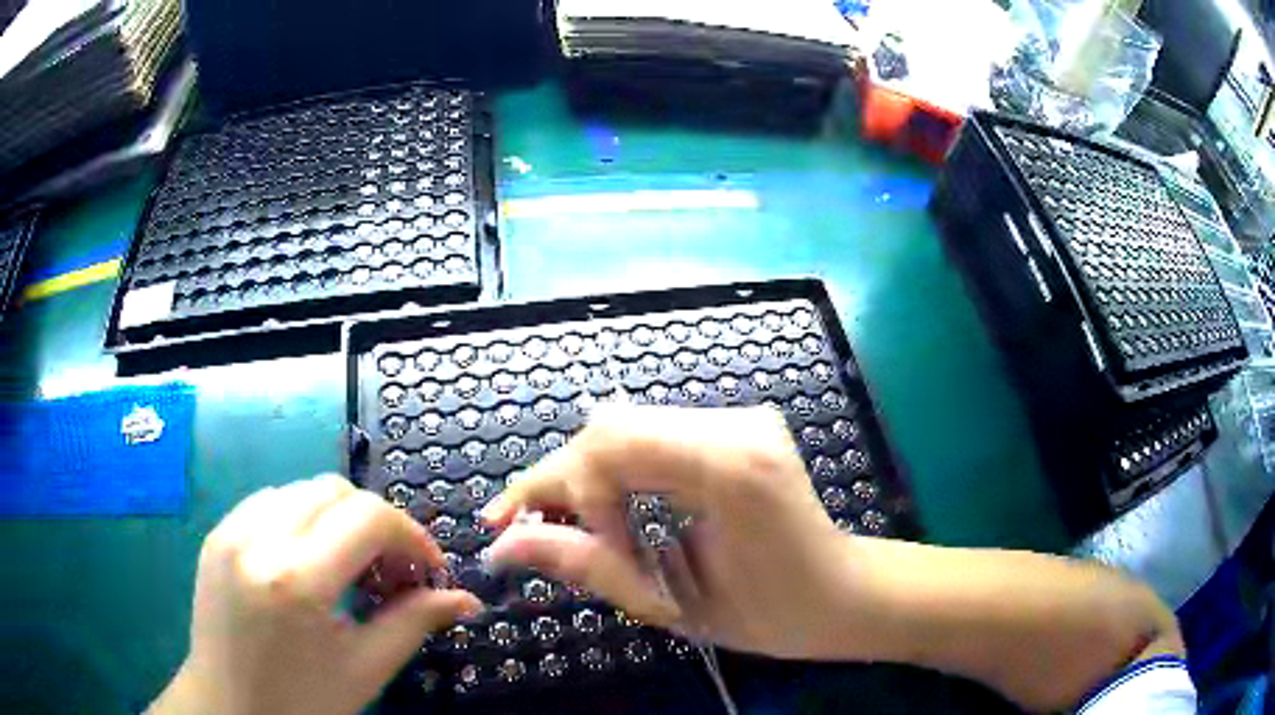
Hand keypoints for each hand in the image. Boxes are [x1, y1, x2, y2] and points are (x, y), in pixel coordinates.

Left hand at [151, 475, 481, 714]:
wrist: (228, 708)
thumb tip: (466, 599)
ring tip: (349, 567)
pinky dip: (301, 520)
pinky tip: (308, 561)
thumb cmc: (302, 702)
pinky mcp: (216, 534)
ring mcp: (229, 531)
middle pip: (334, 490)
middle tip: (391, 571)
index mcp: (297, 580)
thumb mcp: (366, 669)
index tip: (428, 569)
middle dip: (375, 523)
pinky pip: (269, 503)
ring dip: (336, 518)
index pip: (368, 517)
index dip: (411, 535)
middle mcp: (257, 539)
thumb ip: (414, 622)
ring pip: (301, 491)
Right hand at [481, 405, 870, 659]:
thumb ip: (587, 566)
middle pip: (613, 428)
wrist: (841, 595)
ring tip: (567, 531)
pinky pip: (654, 438)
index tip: (525, 538)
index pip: (611, 446)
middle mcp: (736, 424)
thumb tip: (503, 547)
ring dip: (587, 480)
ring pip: (627, 429)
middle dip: (564, 483)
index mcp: (731, 468)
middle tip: (526, 533)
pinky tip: (608, 513)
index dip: (555, 487)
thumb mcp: (674, 603)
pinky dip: (618, 474)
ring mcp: (740, 419)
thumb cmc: (773, 615)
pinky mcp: (737, 427)